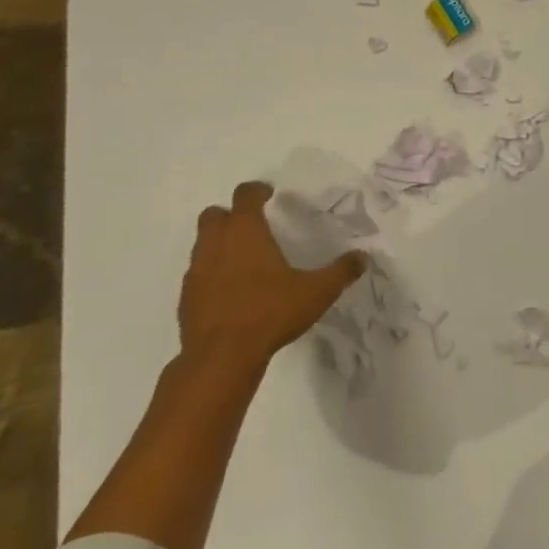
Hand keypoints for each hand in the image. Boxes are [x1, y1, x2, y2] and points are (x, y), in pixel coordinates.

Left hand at [177, 181, 366, 369]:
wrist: (221, 358)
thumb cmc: (270, 313)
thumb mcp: (316, 292)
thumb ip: (340, 272)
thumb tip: (362, 257)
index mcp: (245, 232)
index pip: (245, 196)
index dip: (257, 190)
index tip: (269, 193)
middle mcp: (216, 245)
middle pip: (214, 215)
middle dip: (230, 214)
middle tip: (253, 225)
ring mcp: (196, 272)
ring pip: (202, 244)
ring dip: (219, 243)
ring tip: (244, 260)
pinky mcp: (186, 298)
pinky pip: (198, 274)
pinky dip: (212, 273)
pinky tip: (232, 291)